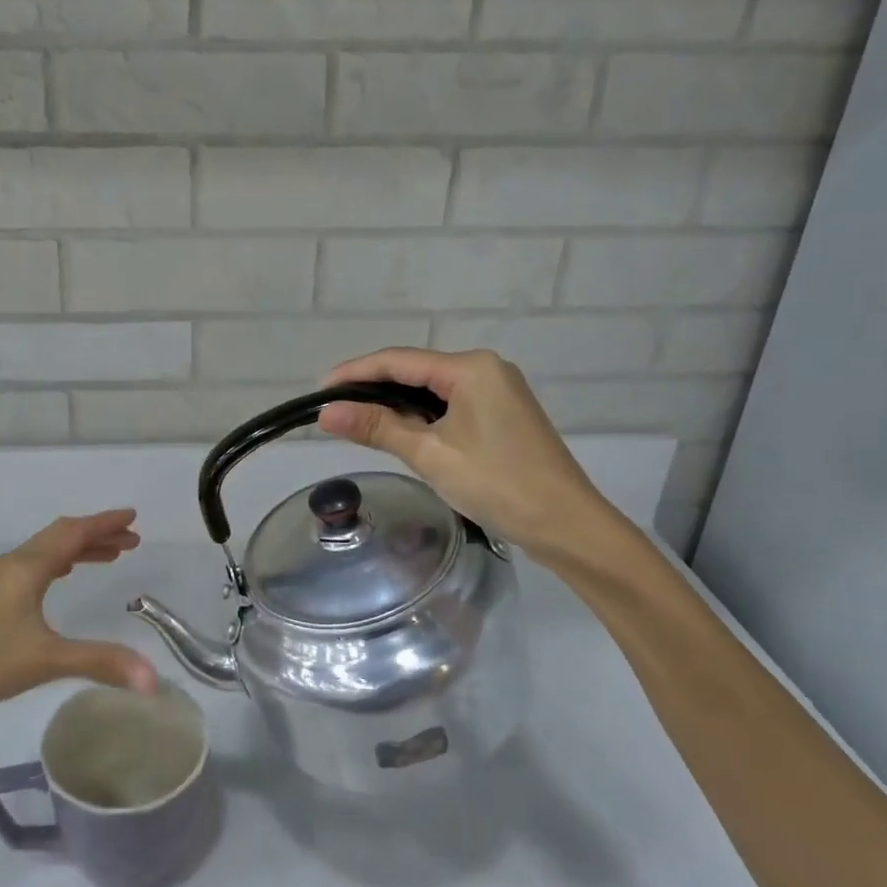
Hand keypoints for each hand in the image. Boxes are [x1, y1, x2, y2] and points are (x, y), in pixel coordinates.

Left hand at [0, 510, 157, 750]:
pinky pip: (30, 571)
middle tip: (131, 542)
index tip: (133, 517)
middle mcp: (10, 567)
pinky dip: (56, 567)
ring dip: (77, 551)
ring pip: (44, 554)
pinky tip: (56, 585)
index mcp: (26, 567)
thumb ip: (99, 663)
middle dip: (97, 536)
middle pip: (60, 538)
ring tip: (107, 559)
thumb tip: (154, 678)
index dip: (104, 523)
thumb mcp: (43, 661)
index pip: (73, 532)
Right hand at [318, 348, 623, 566]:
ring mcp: (498, 392)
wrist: (566, 525)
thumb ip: (377, 427)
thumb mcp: (430, 454)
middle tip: (333, 410)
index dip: (355, 373)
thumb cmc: (497, 483)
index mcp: (471, 368)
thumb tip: (326, 412)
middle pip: (416, 371)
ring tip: (357, 422)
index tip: (320, 390)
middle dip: (373, 389)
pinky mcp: (502, 416)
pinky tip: (399, 431)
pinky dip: (421, 416)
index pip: (399, 361)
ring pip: (432, 390)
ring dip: (396, 404)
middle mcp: (486, 369)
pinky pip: (450, 406)